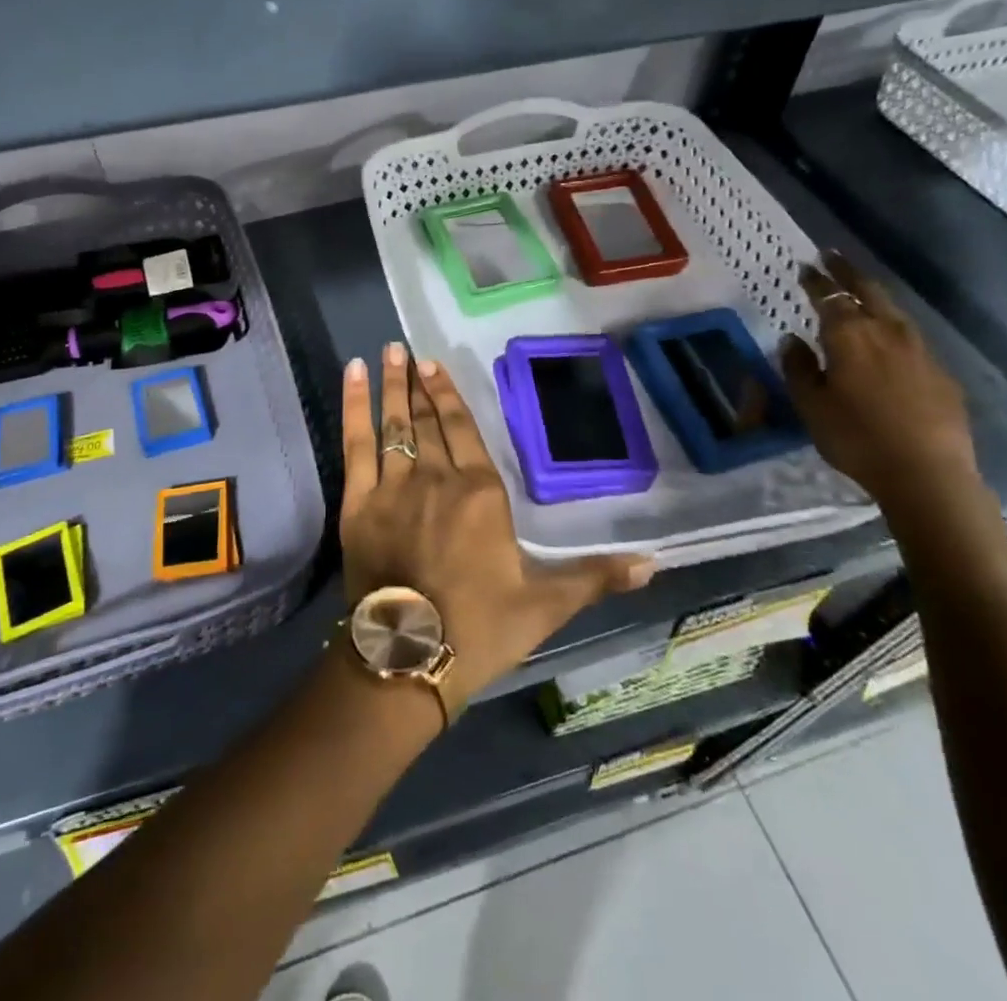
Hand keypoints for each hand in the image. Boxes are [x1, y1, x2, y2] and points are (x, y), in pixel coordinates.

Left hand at [338, 344, 654, 715]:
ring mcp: (394, 487)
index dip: (447, 395)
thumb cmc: (480, 629)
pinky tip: (353, 376)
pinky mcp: (359, 503)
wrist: (410, 657)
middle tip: (406, 349)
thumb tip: (653, 563)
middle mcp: (437, 478)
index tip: (433, 365)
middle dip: (417, 383)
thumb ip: (594, 577)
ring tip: (386, 352)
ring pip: (393, 424)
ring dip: (390, 387)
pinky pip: (355, 444)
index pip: (463, 430)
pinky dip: (353, 407)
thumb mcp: (545, 605)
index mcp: (481, 493)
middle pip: (426, 421)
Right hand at [778, 251, 980, 509]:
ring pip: (893, 310)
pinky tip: (888, 336)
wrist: (927, 473)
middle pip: (867, 291)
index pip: (829, 297)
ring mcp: (919, 350)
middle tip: (832, 256)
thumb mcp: (811, 406)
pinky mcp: (940, 372)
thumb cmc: (856, 438)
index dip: (816, 280)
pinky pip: (910, 336)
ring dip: (873, 294)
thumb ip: (799, 368)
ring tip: (859, 289)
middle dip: (847, 272)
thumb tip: (792, 339)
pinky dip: (892, 325)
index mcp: (849, 337)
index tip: (806, 266)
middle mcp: (886, 332)